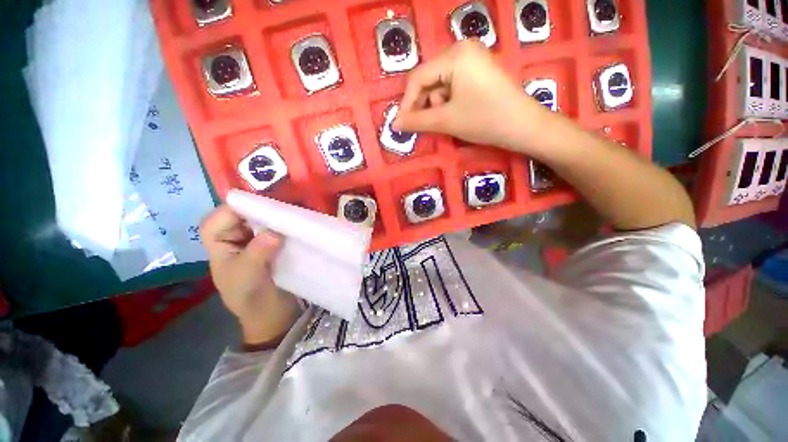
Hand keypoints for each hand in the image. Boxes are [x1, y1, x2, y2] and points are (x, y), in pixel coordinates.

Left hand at [201, 205, 300, 346]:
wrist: (274, 315)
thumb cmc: (253, 299)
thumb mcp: (249, 278)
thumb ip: (257, 253)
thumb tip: (273, 232)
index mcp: (220, 245)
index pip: (219, 218)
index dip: (238, 208)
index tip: (264, 204)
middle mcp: (237, 238)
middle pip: (244, 214)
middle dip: (262, 207)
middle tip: (285, 204)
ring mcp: (257, 240)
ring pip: (263, 220)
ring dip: (278, 215)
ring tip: (296, 210)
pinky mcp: (275, 244)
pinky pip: (278, 228)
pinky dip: (287, 224)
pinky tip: (299, 222)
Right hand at [393, 40, 544, 149]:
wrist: (523, 126)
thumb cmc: (484, 120)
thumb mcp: (446, 121)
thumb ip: (417, 121)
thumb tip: (394, 124)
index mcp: (455, 55)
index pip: (418, 77)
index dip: (407, 103)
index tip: (402, 125)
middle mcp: (462, 49)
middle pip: (428, 79)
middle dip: (425, 104)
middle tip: (429, 124)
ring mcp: (472, 59)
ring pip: (440, 84)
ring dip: (438, 104)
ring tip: (449, 120)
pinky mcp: (478, 70)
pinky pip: (453, 85)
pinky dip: (449, 101)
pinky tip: (457, 113)